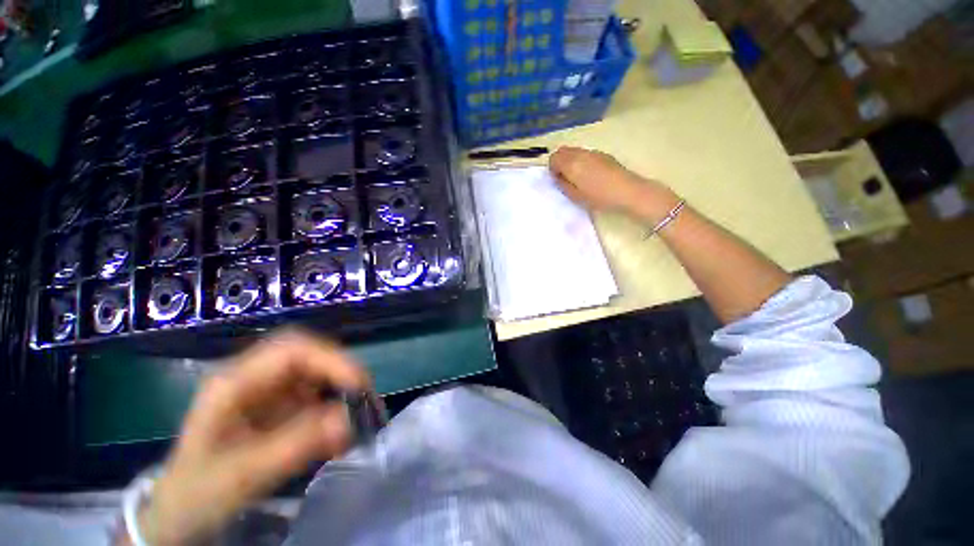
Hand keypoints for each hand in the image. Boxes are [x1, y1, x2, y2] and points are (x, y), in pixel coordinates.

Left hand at [140, 330, 369, 545]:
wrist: (179, 511)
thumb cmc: (197, 492)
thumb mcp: (241, 475)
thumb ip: (295, 446)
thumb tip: (350, 420)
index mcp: (234, 381)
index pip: (292, 349)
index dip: (332, 360)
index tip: (359, 386)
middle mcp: (255, 376)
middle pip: (310, 354)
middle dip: (341, 372)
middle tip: (365, 397)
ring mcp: (268, 389)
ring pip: (317, 373)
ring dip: (342, 392)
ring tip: (358, 418)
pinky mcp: (279, 405)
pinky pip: (317, 396)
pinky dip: (335, 410)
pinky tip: (340, 434)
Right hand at [549, 146, 678, 221]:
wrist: (627, 191)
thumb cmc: (599, 197)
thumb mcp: (575, 196)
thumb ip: (562, 184)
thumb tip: (558, 176)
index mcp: (572, 164)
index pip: (554, 158)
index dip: (553, 169)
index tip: (558, 180)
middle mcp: (581, 154)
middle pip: (562, 150)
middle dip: (559, 162)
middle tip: (564, 177)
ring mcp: (593, 152)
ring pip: (574, 150)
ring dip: (570, 160)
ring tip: (577, 177)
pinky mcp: (603, 154)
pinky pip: (585, 153)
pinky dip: (581, 160)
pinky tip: (590, 174)